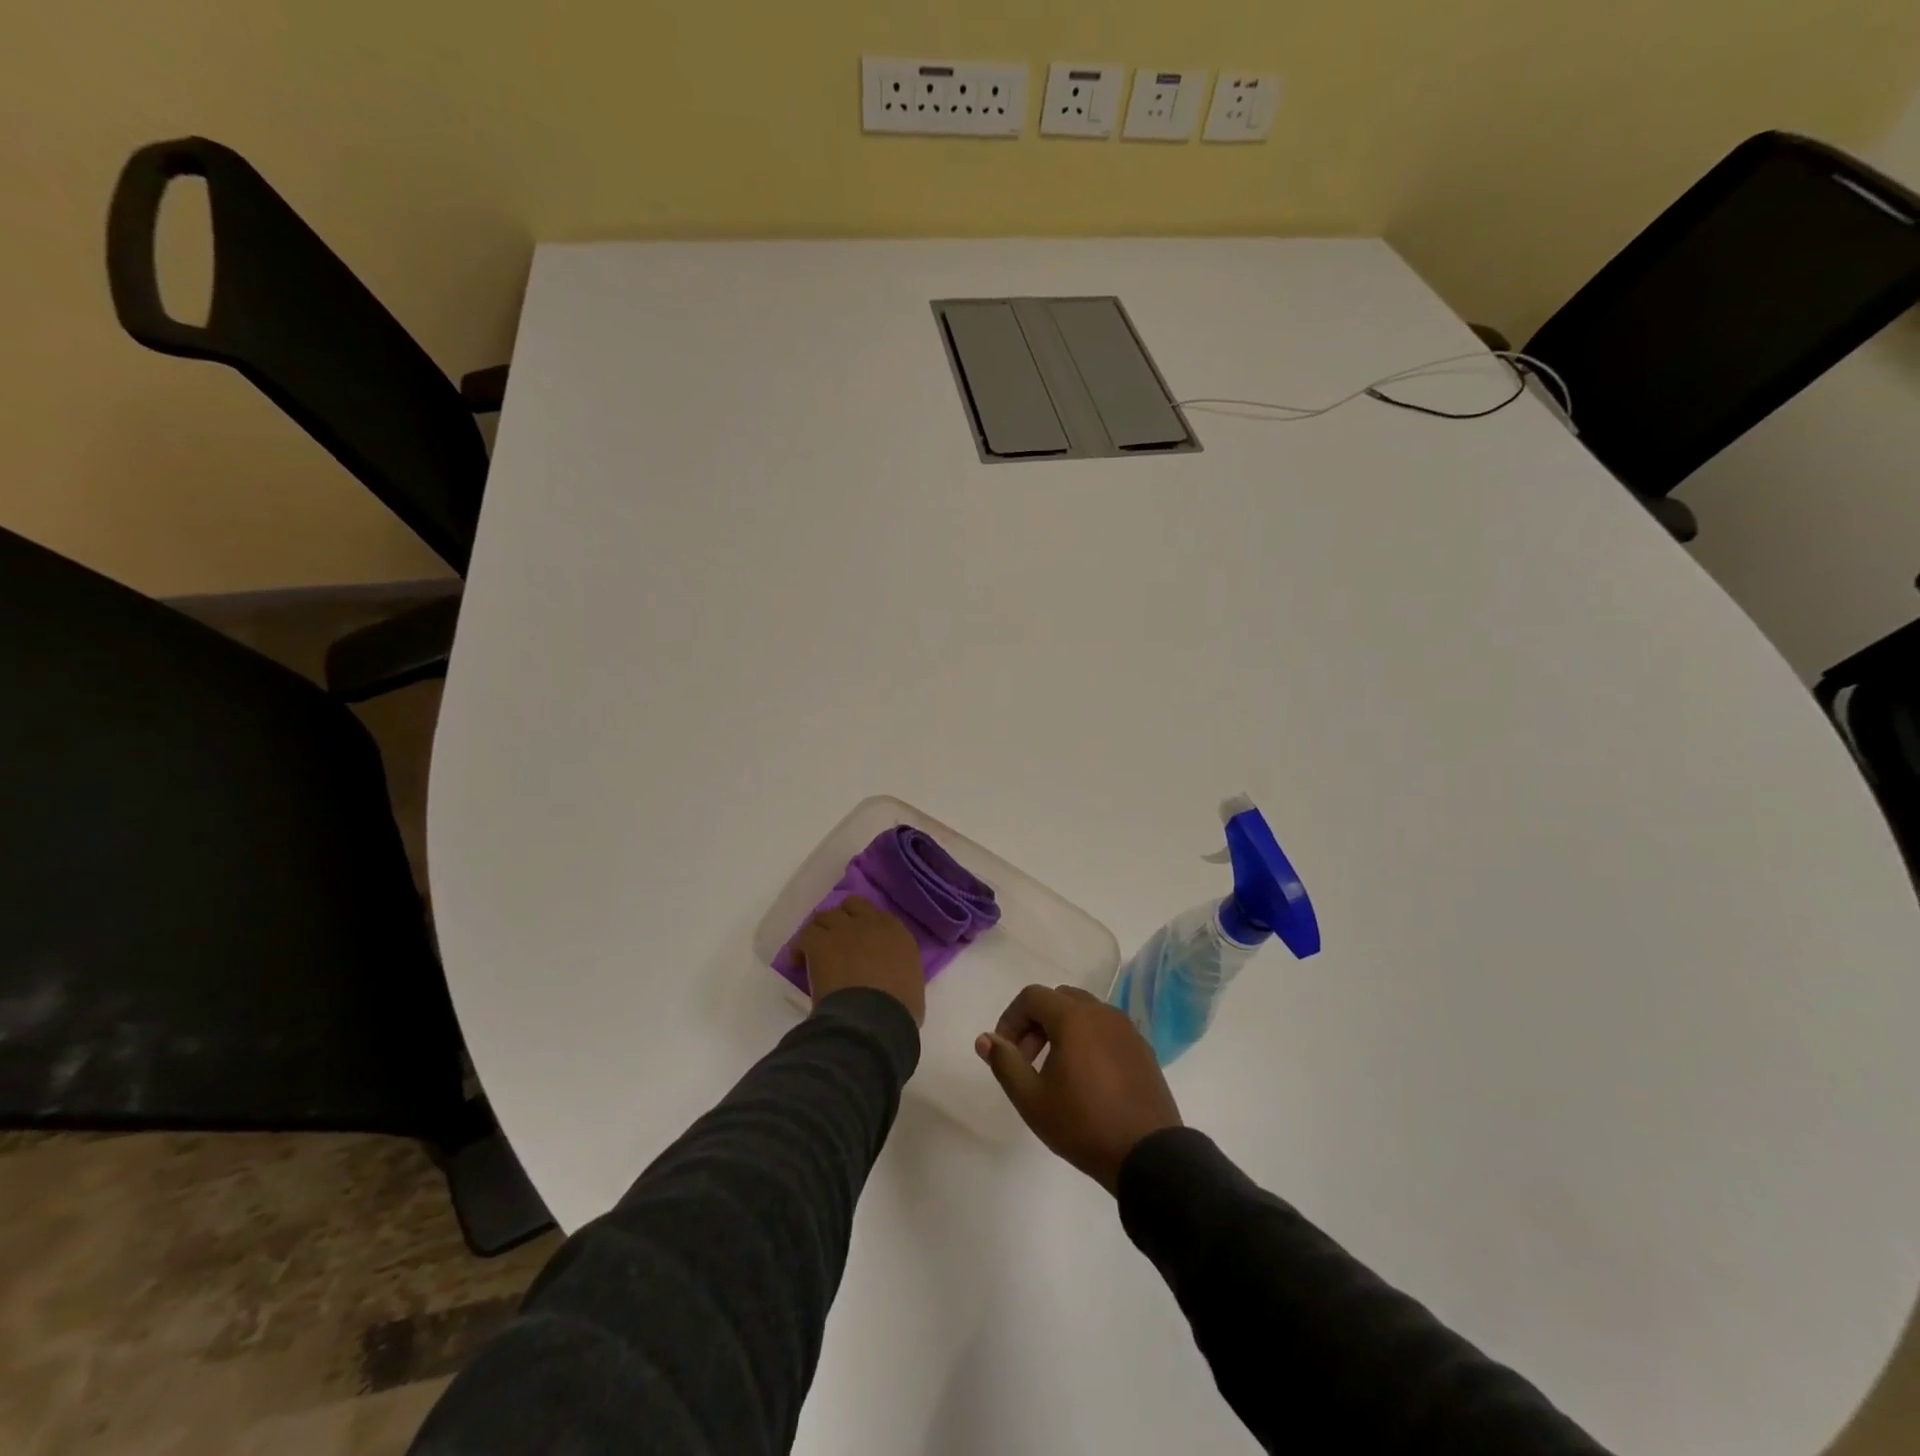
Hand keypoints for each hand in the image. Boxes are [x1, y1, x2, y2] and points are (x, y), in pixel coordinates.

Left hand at [795, 896, 925, 1024]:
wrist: (873, 1017)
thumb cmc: (899, 1008)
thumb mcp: (912, 983)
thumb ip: (901, 970)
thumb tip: (890, 977)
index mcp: (897, 933)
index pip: (880, 916)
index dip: (868, 927)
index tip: (864, 944)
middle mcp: (870, 923)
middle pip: (852, 905)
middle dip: (844, 919)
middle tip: (839, 940)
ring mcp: (843, 929)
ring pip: (826, 916)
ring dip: (822, 930)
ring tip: (817, 949)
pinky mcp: (820, 942)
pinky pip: (806, 934)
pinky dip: (801, 947)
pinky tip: (799, 962)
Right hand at [976, 984, 1180, 1192]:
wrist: (1148, 1155)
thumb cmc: (1083, 1124)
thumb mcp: (1032, 1099)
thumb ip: (1005, 1063)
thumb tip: (985, 1039)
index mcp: (1073, 1017)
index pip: (1032, 996)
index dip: (1011, 1018)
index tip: (1005, 1051)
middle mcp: (1101, 1012)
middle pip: (1058, 999)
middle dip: (1035, 1022)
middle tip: (1027, 1060)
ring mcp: (1126, 1028)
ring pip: (1084, 1012)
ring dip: (1062, 1029)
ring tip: (1055, 1071)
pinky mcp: (1142, 1047)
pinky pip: (1106, 1029)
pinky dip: (1088, 1039)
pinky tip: (1087, 1078)